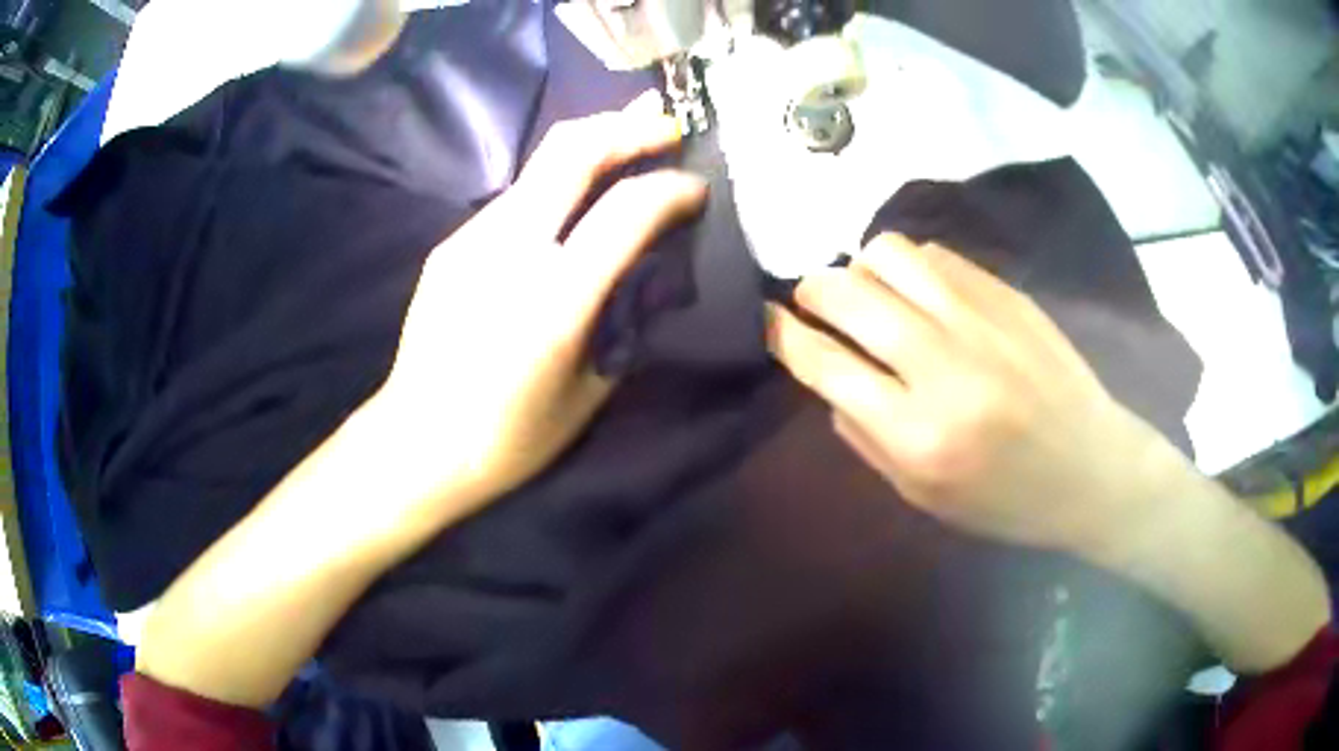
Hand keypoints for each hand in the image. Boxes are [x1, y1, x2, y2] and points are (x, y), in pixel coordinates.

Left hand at [373, 92, 705, 522]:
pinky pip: (513, 200)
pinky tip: (569, 204)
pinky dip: (555, 187)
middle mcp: (510, 250)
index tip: (697, 186)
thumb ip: (623, 318)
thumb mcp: (591, 391)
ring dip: (591, 145)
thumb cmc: (512, 437)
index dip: (673, 187)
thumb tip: (649, 267)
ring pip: (539, 165)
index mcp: (555, 298)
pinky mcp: (450, 245)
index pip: (628, 210)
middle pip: (572, 151)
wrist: (419, 442)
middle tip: (664, 124)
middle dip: (628, 126)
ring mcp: (472, 240)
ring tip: (626, 142)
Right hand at [767, 233, 1176, 556]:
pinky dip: (910, 266)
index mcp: (916, 433)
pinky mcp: (1006, 294)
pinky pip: (935, 254)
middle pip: (846, 294)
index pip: (824, 362)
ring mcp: (978, 319)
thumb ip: (864, 435)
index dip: (782, 334)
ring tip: (871, 292)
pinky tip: (920, 291)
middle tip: (814, 303)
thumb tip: (827, 376)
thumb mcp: (922, 495)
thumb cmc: (1004, 500)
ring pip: (887, 254)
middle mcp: (942, 365)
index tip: (767, 320)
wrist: (1090, 468)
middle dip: (810, 291)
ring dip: (860, 267)